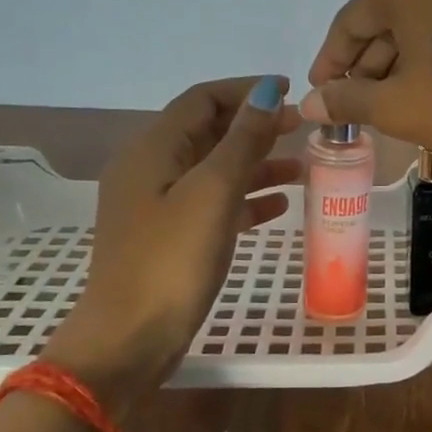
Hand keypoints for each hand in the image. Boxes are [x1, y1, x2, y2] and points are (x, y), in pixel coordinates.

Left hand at [44, 76, 299, 395]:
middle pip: (209, 132)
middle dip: (256, 126)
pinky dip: (246, 198)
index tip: (293, 92)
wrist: (128, 340)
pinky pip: (214, 204)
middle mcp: (151, 169)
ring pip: (215, 169)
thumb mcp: (212, 193)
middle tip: (303, 128)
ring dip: (257, 164)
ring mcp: (159, 206)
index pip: (202, 100)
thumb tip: (268, 92)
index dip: (247, 91)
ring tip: (303, 169)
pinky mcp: (170, 238)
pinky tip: (279, 205)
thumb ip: (242, 140)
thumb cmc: (170, 261)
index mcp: (152, 150)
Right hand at [301, 0, 431, 165]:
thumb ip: (347, 100)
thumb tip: (310, 102)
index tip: (322, 92)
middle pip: (391, 17)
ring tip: (393, 100)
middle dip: (368, 62)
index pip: (353, 19)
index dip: (331, 58)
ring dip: (403, 59)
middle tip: (357, 102)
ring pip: (426, 21)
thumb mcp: (397, 107)